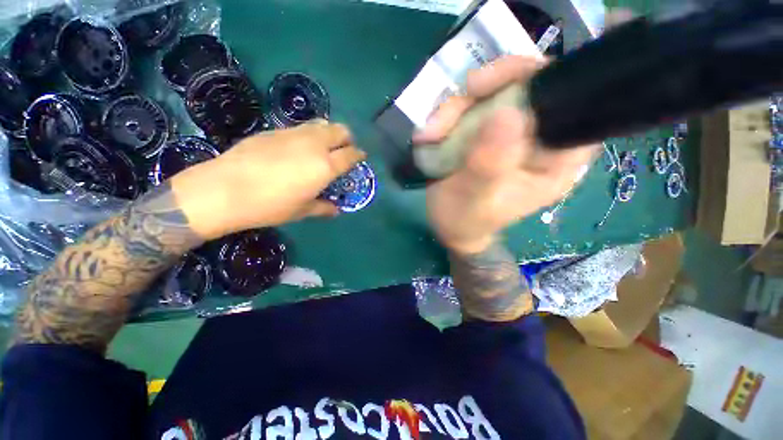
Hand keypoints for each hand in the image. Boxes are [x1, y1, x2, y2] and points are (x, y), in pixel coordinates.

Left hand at [172, 121, 365, 239]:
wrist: (225, 189)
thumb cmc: (271, 205)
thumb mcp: (302, 211)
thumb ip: (323, 208)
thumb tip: (336, 210)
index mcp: (326, 166)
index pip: (351, 154)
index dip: (359, 154)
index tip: (361, 156)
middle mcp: (314, 144)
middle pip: (340, 130)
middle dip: (347, 138)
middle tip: (344, 150)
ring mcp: (293, 134)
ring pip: (320, 124)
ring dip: (328, 133)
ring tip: (323, 147)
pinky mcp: (274, 130)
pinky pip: (300, 128)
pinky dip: (308, 134)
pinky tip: (297, 148)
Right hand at [414, 56, 598, 254]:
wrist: (447, 225)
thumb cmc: (464, 220)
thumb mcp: (474, 199)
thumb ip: (490, 164)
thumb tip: (508, 113)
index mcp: (554, 160)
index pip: (568, 103)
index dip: (536, 81)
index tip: (489, 88)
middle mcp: (538, 139)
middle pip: (525, 87)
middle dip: (482, 94)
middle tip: (447, 116)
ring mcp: (510, 132)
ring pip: (491, 93)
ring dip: (454, 109)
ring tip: (429, 135)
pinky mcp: (486, 131)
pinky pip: (470, 106)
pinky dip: (447, 116)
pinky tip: (429, 135)